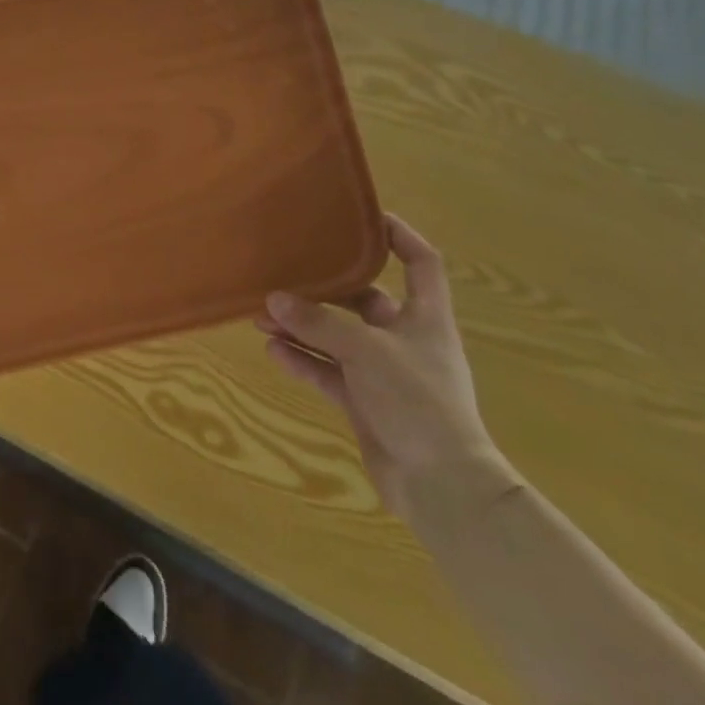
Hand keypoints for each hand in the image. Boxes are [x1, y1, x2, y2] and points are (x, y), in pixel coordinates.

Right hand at [257, 215, 508, 523]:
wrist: (442, 487)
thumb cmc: (418, 402)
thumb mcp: (367, 352)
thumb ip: (319, 324)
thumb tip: (274, 298)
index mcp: (426, 318)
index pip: (421, 263)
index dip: (399, 236)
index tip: (363, 217)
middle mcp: (405, 340)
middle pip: (365, 300)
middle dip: (325, 288)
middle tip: (287, 272)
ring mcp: (384, 373)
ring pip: (337, 337)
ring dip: (303, 326)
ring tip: (262, 314)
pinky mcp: (365, 402)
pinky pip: (328, 372)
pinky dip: (303, 360)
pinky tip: (272, 350)